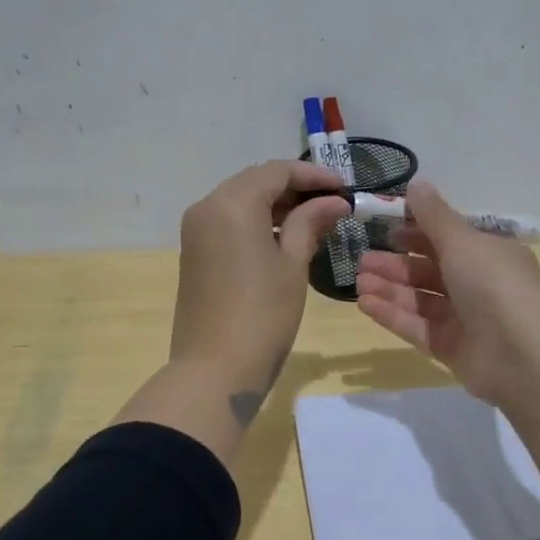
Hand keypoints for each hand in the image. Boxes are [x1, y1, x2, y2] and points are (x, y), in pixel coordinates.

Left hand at [170, 159, 350, 414]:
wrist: (214, 368)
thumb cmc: (263, 313)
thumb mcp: (293, 264)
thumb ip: (311, 223)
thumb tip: (334, 201)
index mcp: (232, 203)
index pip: (277, 171)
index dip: (313, 175)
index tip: (344, 187)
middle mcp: (208, 206)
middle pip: (256, 182)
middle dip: (294, 187)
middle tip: (332, 202)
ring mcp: (196, 229)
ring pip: (241, 200)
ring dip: (276, 204)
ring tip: (315, 219)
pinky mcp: (194, 251)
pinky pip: (228, 221)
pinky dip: (257, 221)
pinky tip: (285, 236)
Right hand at [355, 180, 539, 406]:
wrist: (523, 356)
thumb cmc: (494, 285)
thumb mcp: (463, 241)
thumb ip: (434, 215)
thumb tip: (416, 183)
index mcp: (488, 253)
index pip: (448, 237)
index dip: (416, 230)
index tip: (384, 226)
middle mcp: (477, 283)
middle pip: (430, 269)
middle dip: (396, 262)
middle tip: (362, 259)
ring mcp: (464, 318)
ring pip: (420, 298)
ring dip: (389, 287)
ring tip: (358, 280)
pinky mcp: (451, 348)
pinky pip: (416, 326)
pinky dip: (392, 314)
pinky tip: (365, 303)